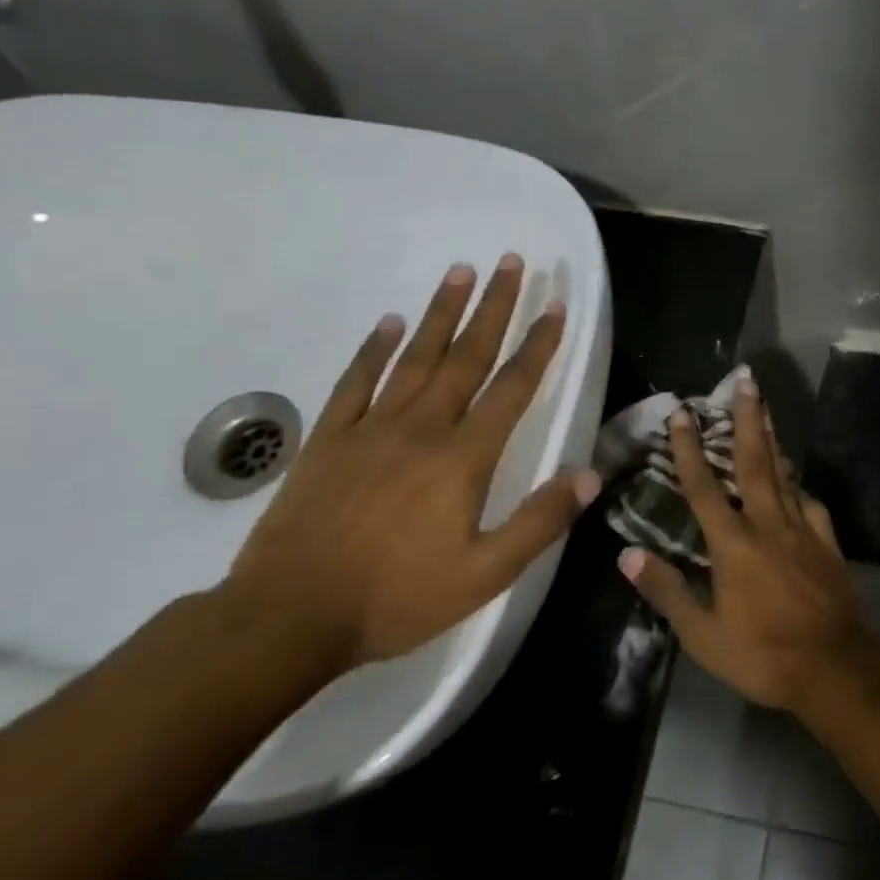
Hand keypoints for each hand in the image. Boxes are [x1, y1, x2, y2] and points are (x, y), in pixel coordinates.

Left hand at [224, 256, 600, 675]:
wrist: (289, 617)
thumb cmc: (397, 598)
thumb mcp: (485, 574)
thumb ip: (540, 521)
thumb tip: (590, 474)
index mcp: (463, 458)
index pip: (512, 387)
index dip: (538, 345)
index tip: (555, 306)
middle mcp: (422, 428)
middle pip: (467, 355)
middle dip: (494, 306)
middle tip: (511, 261)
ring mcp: (371, 428)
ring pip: (415, 357)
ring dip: (441, 312)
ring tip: (461, 271)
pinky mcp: (329, 439)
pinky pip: (356, 382)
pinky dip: (374, 349)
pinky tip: (389, 323)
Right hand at [617, 373, 879, 714]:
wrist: (834, 667)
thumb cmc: (762, 654)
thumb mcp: (703, 634)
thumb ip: (667, 591)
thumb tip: (628, 555)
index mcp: (733, 544)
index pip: (703, 487)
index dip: (689, 449)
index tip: (681, 413)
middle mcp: (767, 524)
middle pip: (754, 462)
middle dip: (747, 419)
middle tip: (746, 381)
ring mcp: (802, 530)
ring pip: (784, 474)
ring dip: (772, 439)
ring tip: (766, 409)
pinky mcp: (826, 543)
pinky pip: (810, 503)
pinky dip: (799, 485)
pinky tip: (795, 480)